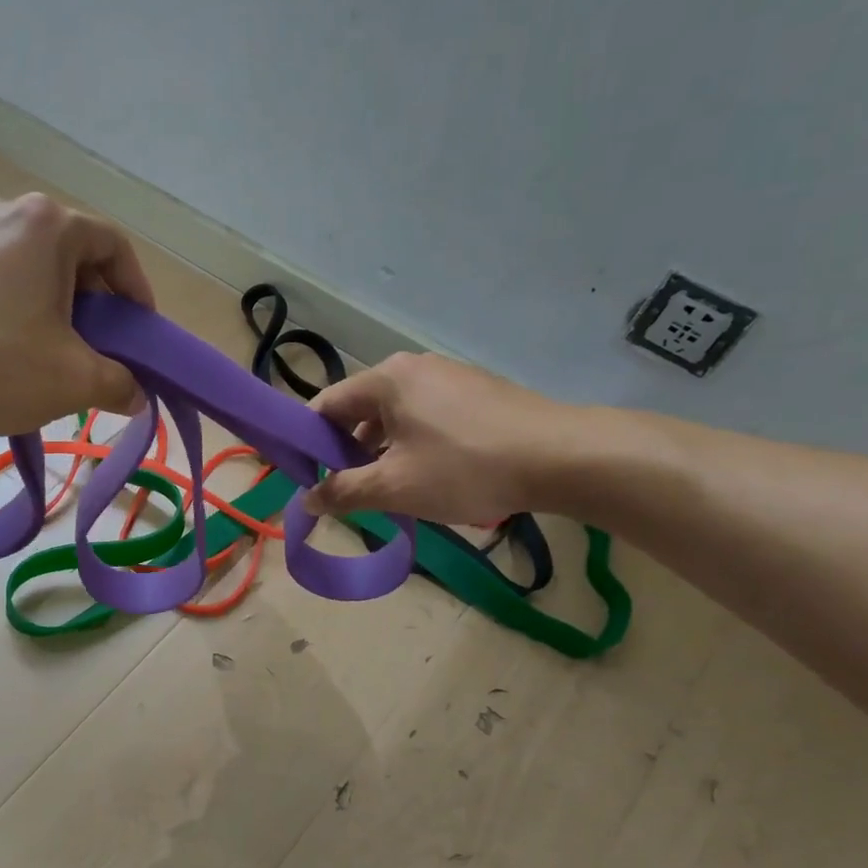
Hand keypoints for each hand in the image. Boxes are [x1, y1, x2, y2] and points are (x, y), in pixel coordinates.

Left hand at [0, 193, 152, 435]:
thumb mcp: (73, 381)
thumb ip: (118, 384)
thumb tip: (135, 395)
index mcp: (45, 225)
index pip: (114, 245)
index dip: (137, 289)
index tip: (138, 331)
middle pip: (65, 251)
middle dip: (89, 300)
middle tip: (92, 346)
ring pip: (18, 263)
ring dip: (41, 302)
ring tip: (39, 349)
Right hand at [301, 353, 591, 522]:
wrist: (562, 458)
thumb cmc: (466, 468)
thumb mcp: (394, 487)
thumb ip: (343, 491)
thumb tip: (306, 500)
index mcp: (385, 379)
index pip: (324, 406)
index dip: (306, 444)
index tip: (305, 479)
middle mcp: (413, 368)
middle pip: (359, 410)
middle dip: (346, 452)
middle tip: (348, 492)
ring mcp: (448, 377)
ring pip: (393, 417)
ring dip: (380, 453)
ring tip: (389, 491)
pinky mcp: (476, 393)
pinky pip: (425, 418)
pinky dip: (412, 445)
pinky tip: (428, 477)